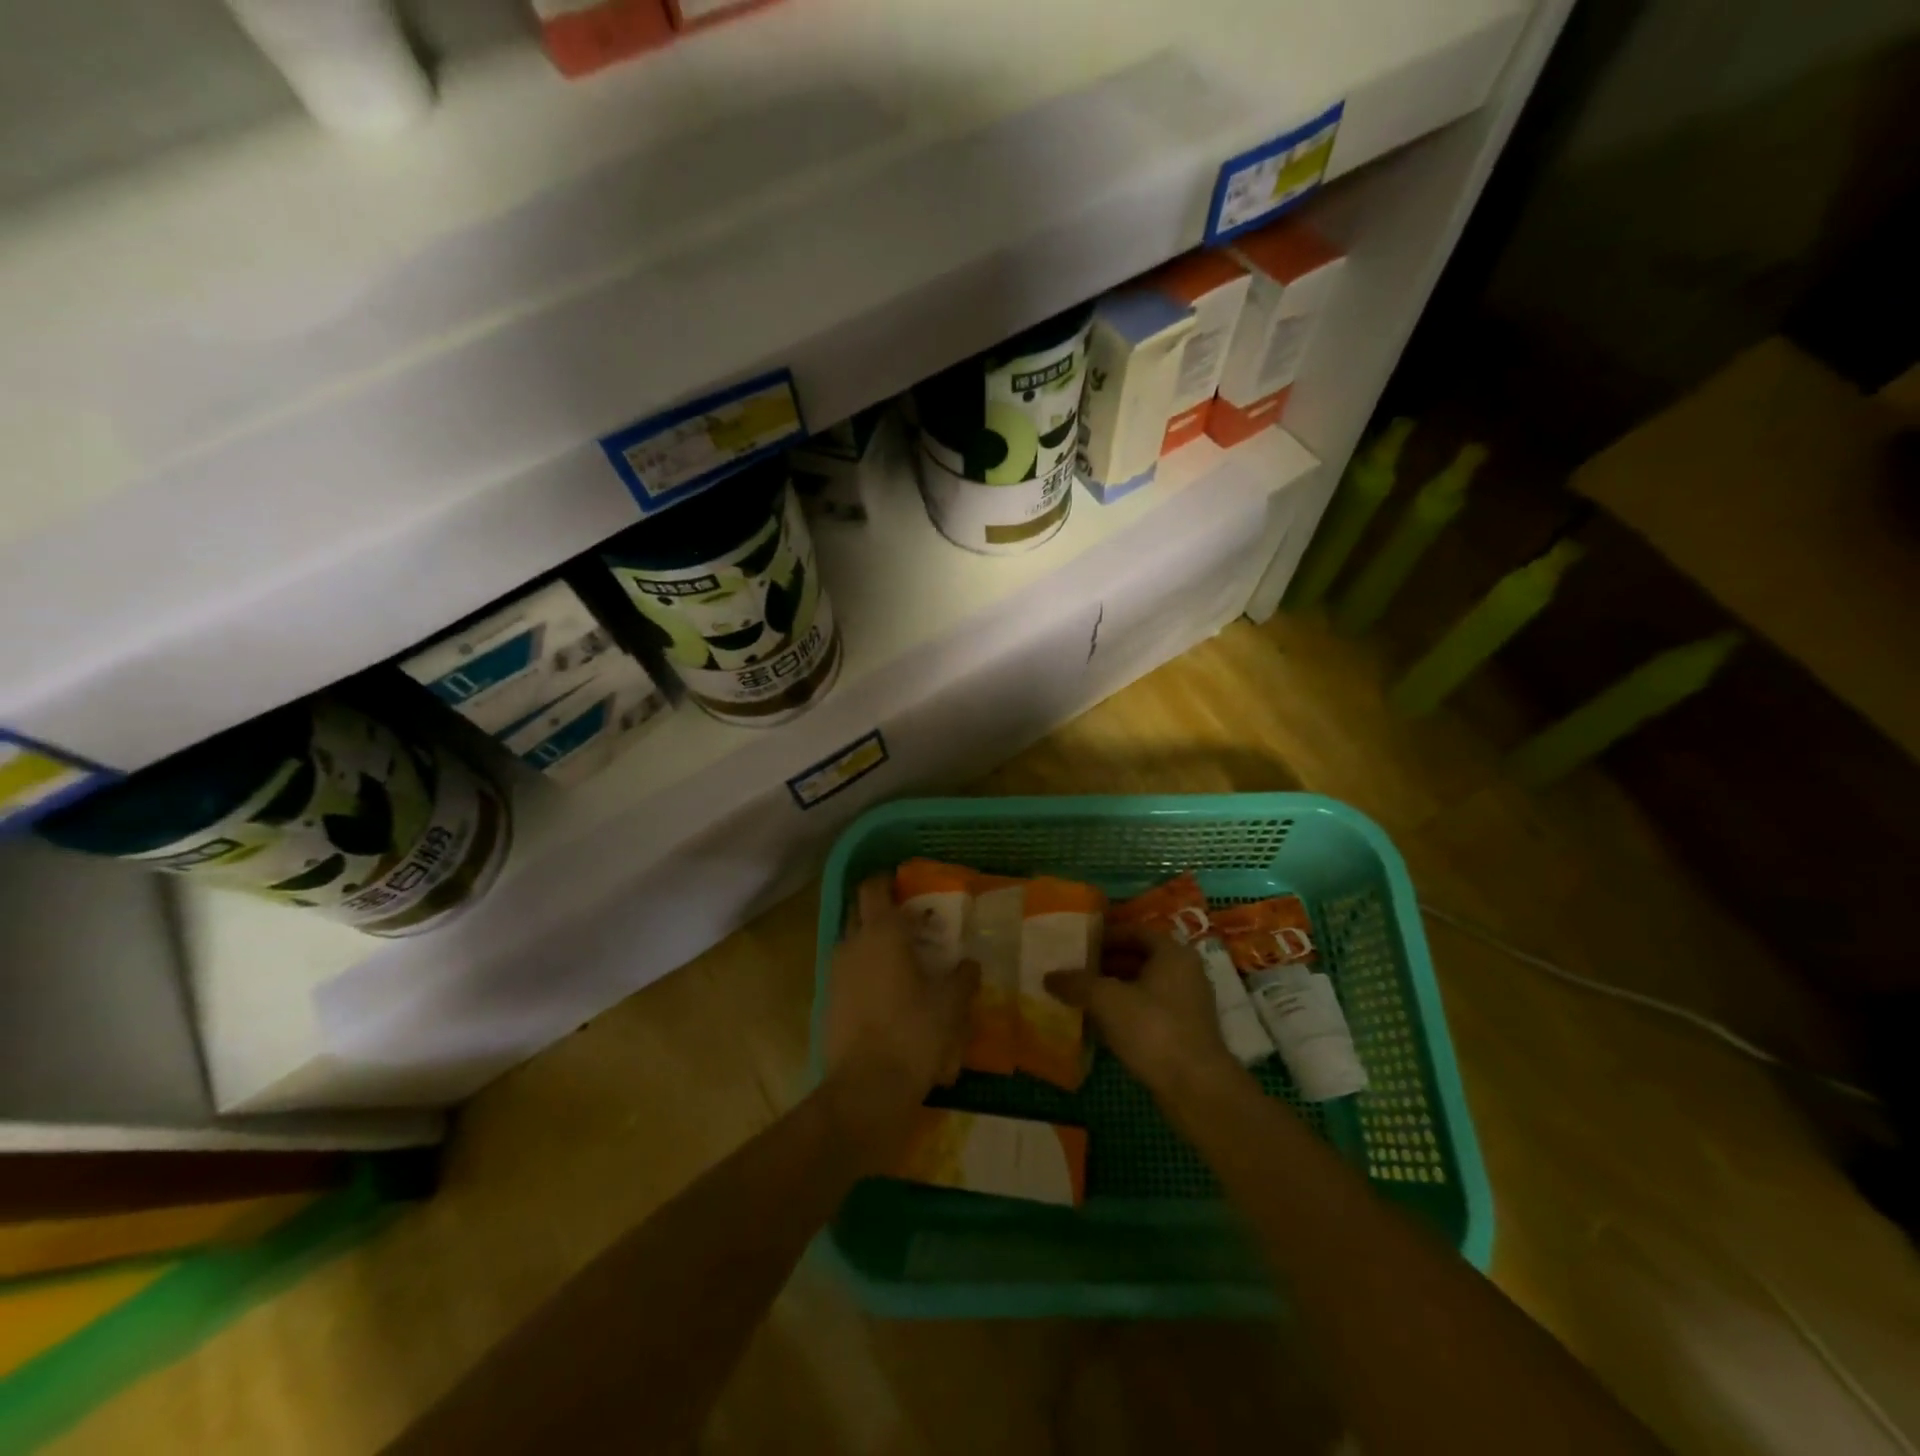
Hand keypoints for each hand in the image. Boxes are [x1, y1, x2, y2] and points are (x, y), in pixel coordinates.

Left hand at [823, 876, 979, 1153]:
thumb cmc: (914, 1034)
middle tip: (910, 924)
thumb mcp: (951, 1005)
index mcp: (882, 933)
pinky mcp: (829, 1002)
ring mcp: (836, 974)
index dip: (887, 881)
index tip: (904, 884)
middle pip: (860, 912)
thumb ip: (962, 978)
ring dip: (873, 945)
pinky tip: (888, 995)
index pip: (875, 888)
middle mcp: (852, 944)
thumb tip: (969, 964)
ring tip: (903, 962)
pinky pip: (848, 974)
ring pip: (853, 945)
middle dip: (881, 912)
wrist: (865, 1089)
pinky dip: (865, 974)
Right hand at [1046, 925, 1242, 1099]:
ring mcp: (1187, 1005)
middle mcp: (1185, 973)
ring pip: (1143, 987)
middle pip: (1139, 959)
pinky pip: (1148, 1012)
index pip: (1135, 932)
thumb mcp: (1106, 1000)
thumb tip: (1049, 976)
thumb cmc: (1152, 1029)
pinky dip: (1125, 1013)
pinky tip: (1100, 1025)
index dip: (1105, 936)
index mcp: (1172, 954)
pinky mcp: (1184, 1034)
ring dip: (1113, 990)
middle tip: (1074, 970)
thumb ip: (1076, 983)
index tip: (1078, 944)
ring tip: (1080, 996)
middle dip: (1106, 964)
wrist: (1195, 1088)